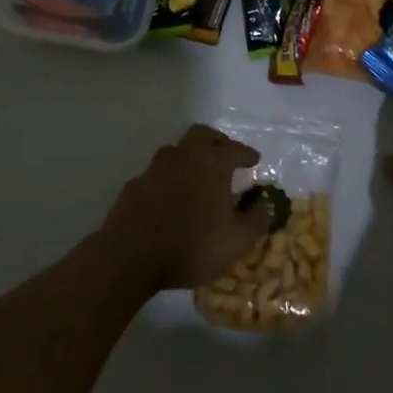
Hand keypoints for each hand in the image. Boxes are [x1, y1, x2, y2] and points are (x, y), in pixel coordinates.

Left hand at [97, 124, 268, 292]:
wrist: (130, 257)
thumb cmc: (192, 246)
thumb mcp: (237, 241)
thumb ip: (256, 219)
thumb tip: (262, 204)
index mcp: (212, 162)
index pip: (235, 149)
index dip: (247, 154)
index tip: (254, 161)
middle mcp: (183, 156)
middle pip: (202, 135)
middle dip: (218, 142)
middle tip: (226, 156)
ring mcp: (155, 168)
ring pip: (177, 152)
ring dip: (191, 159)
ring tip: (199, 178)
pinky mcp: (134, 184)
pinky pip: (158, 174)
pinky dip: (170, 179)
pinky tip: (171, 199)